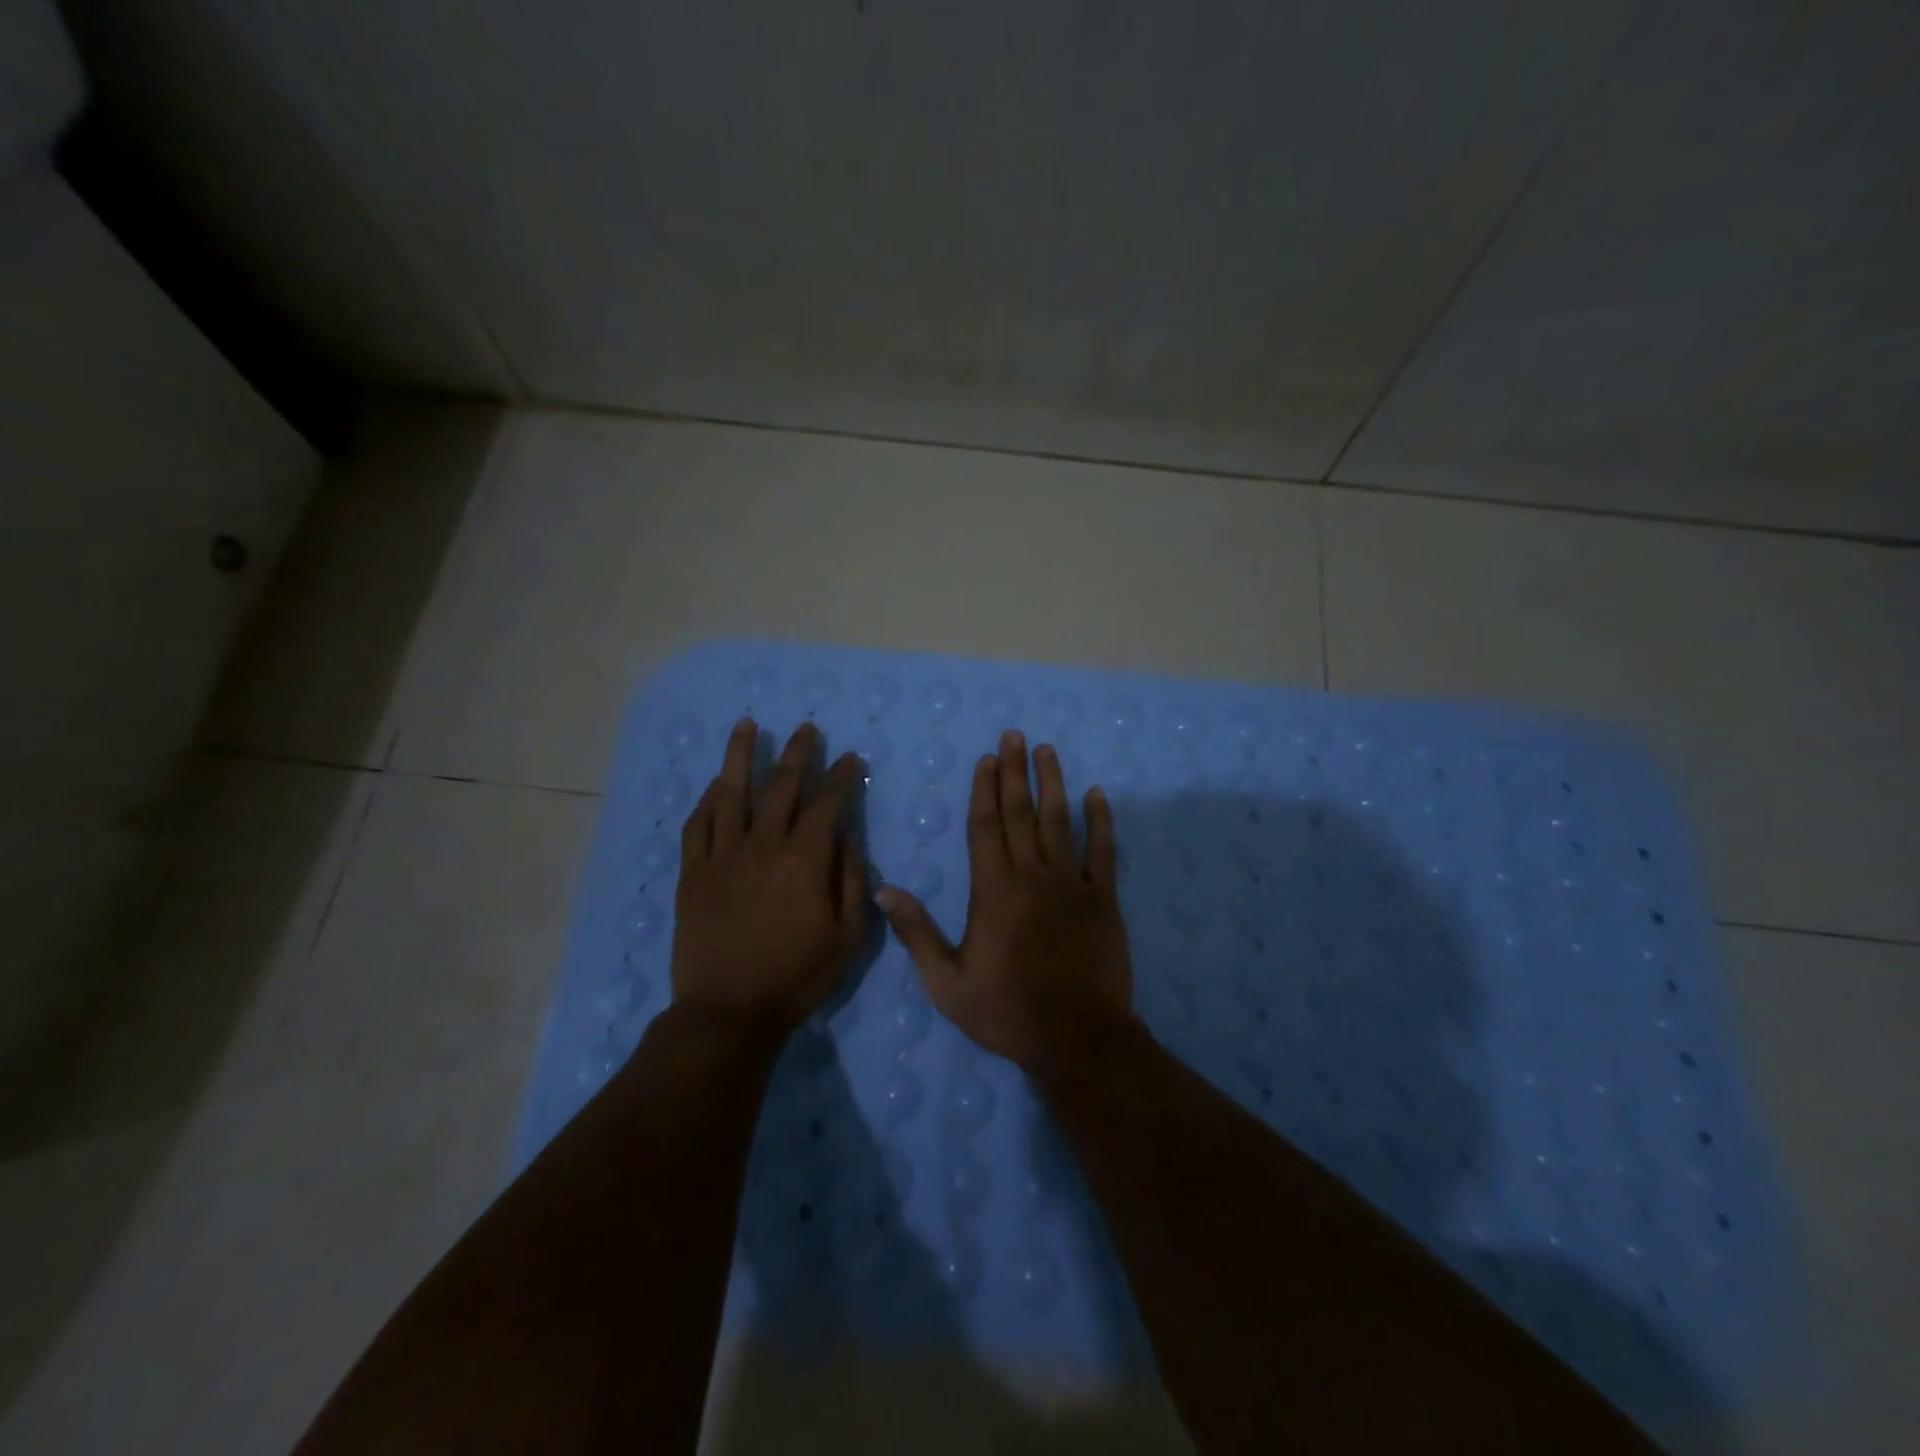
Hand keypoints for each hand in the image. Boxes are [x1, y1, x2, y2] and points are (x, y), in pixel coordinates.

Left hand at [672, 719, 868, 1029]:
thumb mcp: (848, 937)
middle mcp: (763, 846)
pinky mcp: (693, 873)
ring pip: (731, 793)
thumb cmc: (797, 976)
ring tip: (748, 726)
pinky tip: (716, 784)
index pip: (826, 803)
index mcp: (804, 860)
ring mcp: (722, 856)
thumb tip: (847, 838)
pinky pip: (699, 825)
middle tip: (808, 729)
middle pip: (781, 787)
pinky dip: (708, 800)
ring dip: (741, 756)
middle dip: (799, 754)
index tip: (850, 758)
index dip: (841, 777)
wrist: (729, 1011)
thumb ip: (851, 881)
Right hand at [878, 729, 1135, 1074]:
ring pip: (1060, 821)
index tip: (987, 758)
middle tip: (1015, 735)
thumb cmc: (1007, 1011)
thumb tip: (882, 890)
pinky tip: (1097, 795)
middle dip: (1016, 772)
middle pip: (1021, 813)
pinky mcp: (1104, 899)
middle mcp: (1032, 875)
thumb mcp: (946, 982)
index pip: (985, 826)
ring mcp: (1072, 883)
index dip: (985, 789)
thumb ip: (916, 932)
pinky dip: (1101, 821)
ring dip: (1053, 783)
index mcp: (993, 890)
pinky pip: (1104, 851)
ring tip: (1048, 751)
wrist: (1077, 1038)